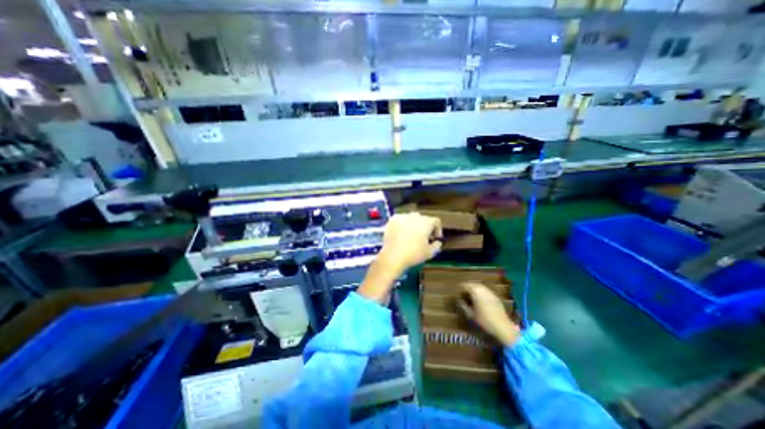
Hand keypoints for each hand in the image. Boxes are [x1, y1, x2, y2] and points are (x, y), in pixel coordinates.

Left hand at [359, 213, 442, 302]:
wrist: (393, 256)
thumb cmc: (413, 254)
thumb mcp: (430, 253)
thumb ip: (436, 245)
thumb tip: (437, 242)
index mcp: (426, 222)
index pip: (436, 221)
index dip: (437, 230)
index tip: (434, 239)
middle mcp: (415, 216)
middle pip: (423, 219)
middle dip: (425, 227)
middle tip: (423, 238)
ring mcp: (402, 216)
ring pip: (411, 219)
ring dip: (413, 225)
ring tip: (411, 236)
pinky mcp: (392, 220)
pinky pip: (400, 220)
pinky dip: (402, 226)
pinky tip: (401, 235)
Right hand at [459, 281, 519, 348]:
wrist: (503, 327)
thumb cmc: (485, 321)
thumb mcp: (471, 315)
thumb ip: (464, 306)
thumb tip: (459, 300)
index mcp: (476, 293)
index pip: (466, 285)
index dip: (461, 287)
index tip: (457, 291)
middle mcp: (483, 290)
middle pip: (473, 284)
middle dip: (467, 286)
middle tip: (463, 291)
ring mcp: (490, 293)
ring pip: (480, 286)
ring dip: (474, 288)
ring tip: (471, 293)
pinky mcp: (495, 297)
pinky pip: (486, 290)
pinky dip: (481, 291)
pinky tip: (480, 297)